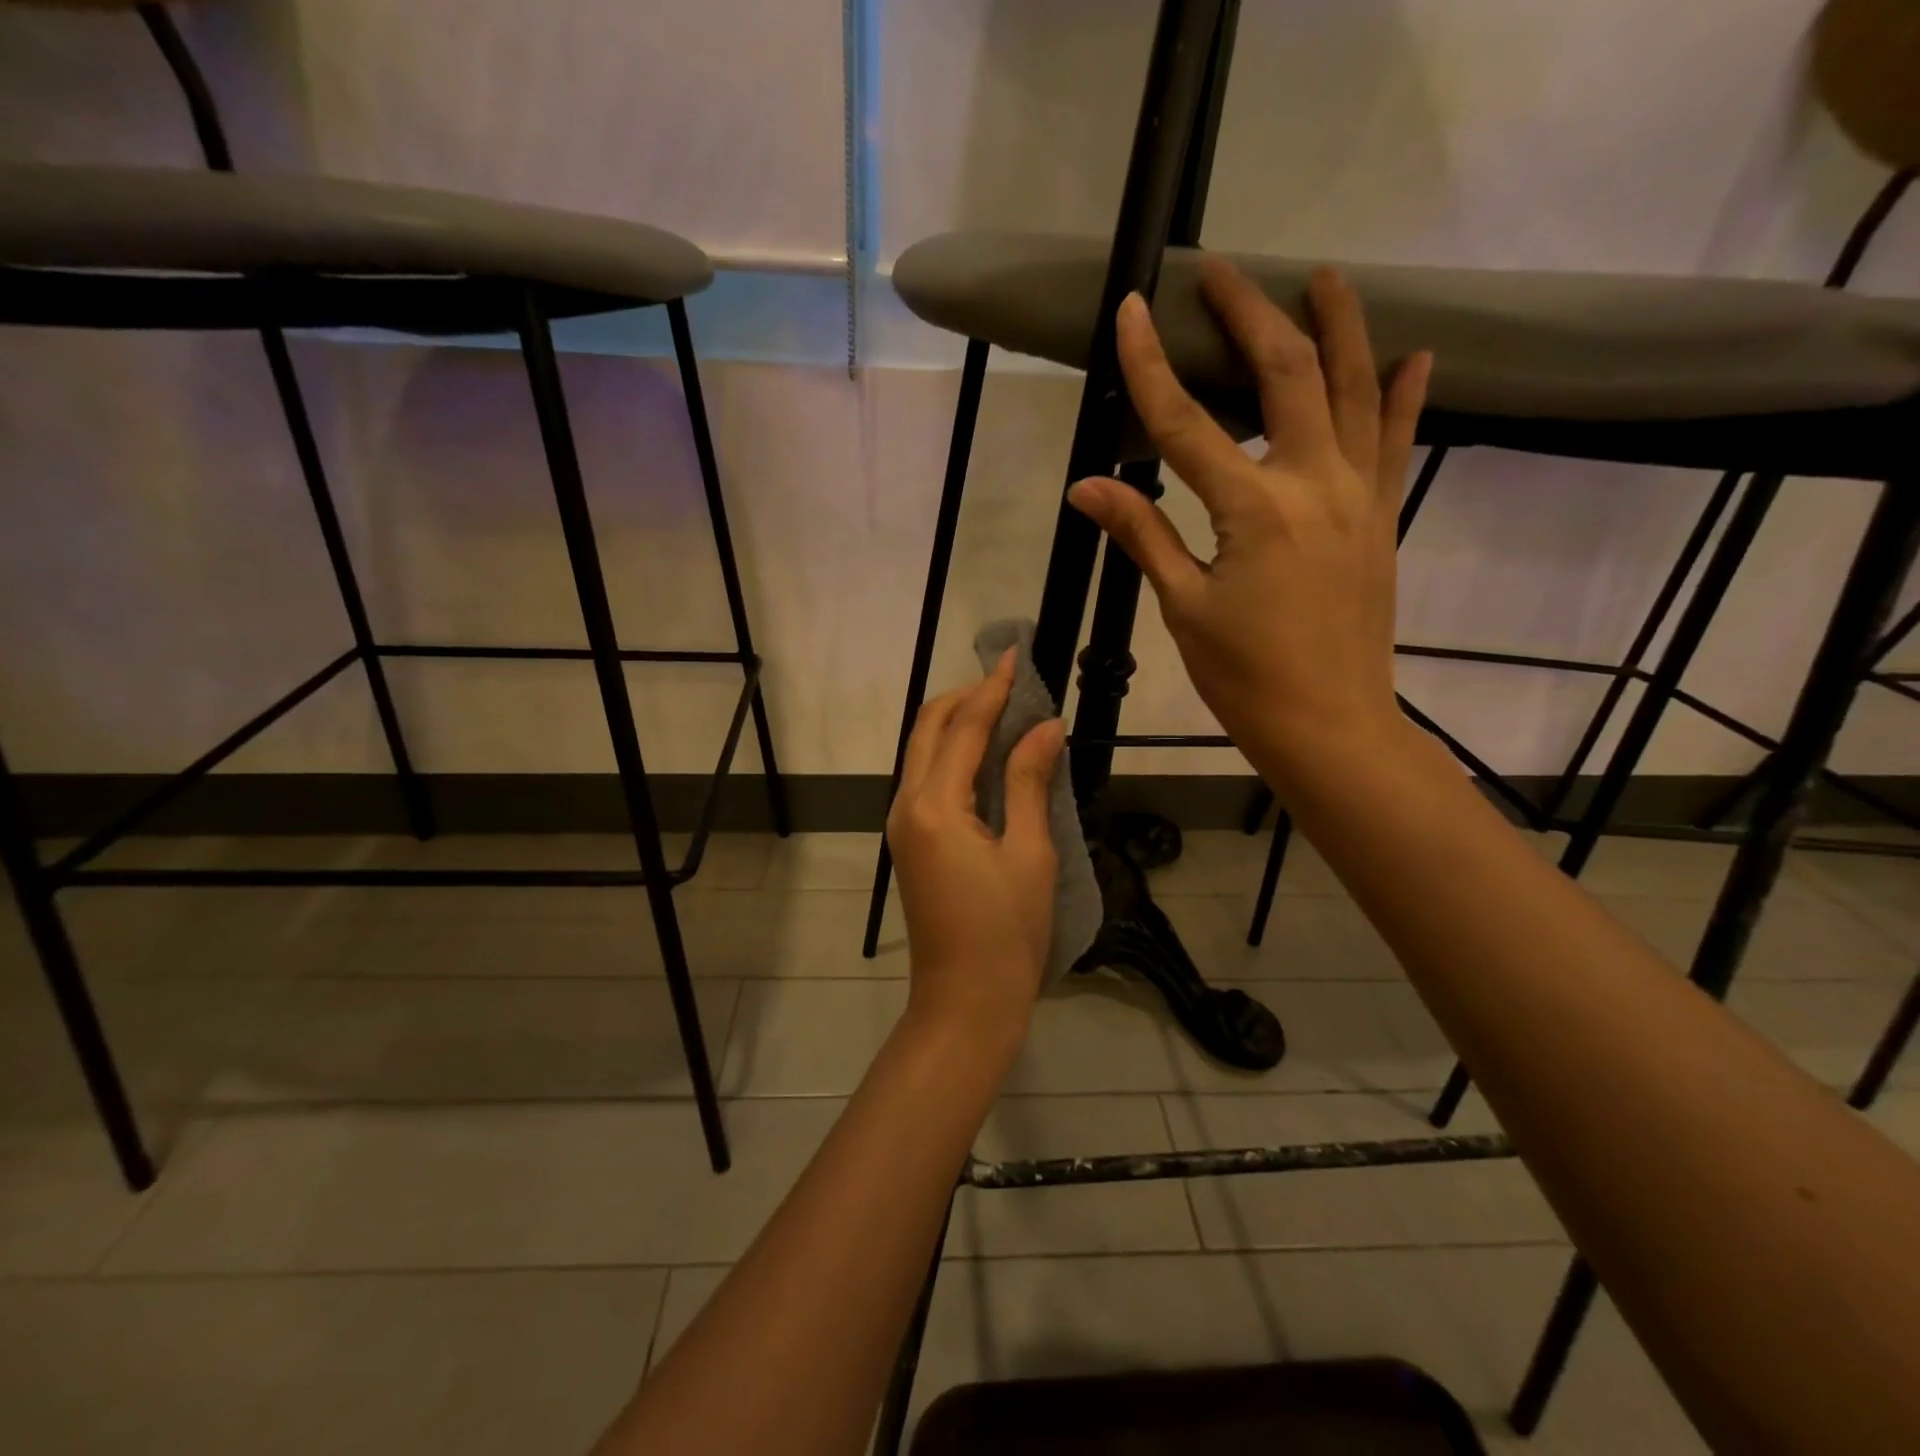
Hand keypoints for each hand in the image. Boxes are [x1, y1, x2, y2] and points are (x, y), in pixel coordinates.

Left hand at [887, 650, 1065, 1045]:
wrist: (965, 1000)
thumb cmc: (1007, 931)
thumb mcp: (1030, 852)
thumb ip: (1029, 782)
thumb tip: (1045, 726)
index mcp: (934, 805)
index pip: (963, 727)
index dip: (992, 689)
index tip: (1014, 656)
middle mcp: (907, 805)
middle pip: (929, 729)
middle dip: (965, 698)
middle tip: (1009, 684)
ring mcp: (902, 824)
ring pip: (922, 751)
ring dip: (956, 724)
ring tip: (1003, 711)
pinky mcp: (909, 841)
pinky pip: (926, 778)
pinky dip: (952, 754)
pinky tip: (986, 756)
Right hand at [1067, 258, 1430, 795]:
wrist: (1330, 725)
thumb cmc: (1245, 677)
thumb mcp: (1183, 608)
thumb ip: (1143, 535)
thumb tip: (1086, 487)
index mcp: (1253, 510)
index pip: (1186, 423)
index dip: (1151, 366)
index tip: (1132, 310)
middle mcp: (1313, 484)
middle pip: (1284, 377)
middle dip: (1250, 317)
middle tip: (1222, 272)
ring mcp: (1357, 497)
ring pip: (1354, 391)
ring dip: (1339, 327)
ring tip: (1324, 277)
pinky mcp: (1381, 519)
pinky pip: (1396, 443)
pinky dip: (1404, 395)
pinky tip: (1415, 355)